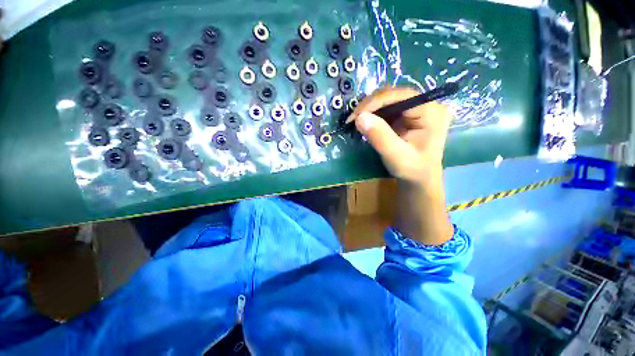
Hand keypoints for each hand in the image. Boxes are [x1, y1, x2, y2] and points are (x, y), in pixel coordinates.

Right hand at [347, 87, 453, 244]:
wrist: (419, 179)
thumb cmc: (412, 170)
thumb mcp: (396, 156)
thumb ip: (380, 137)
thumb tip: (359, 117)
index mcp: (431, 111)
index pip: (401, 96)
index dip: (375, 102)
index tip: (355, 116)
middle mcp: (426, 104)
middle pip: (393, 95)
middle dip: (370, 105)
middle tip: (352, 119)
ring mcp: (415, 109)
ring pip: (387, 100)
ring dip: (369, 109)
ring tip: (355, 121)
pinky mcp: (406, 115)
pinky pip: (386, 108)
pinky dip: (372, 114)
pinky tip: (364, 122)